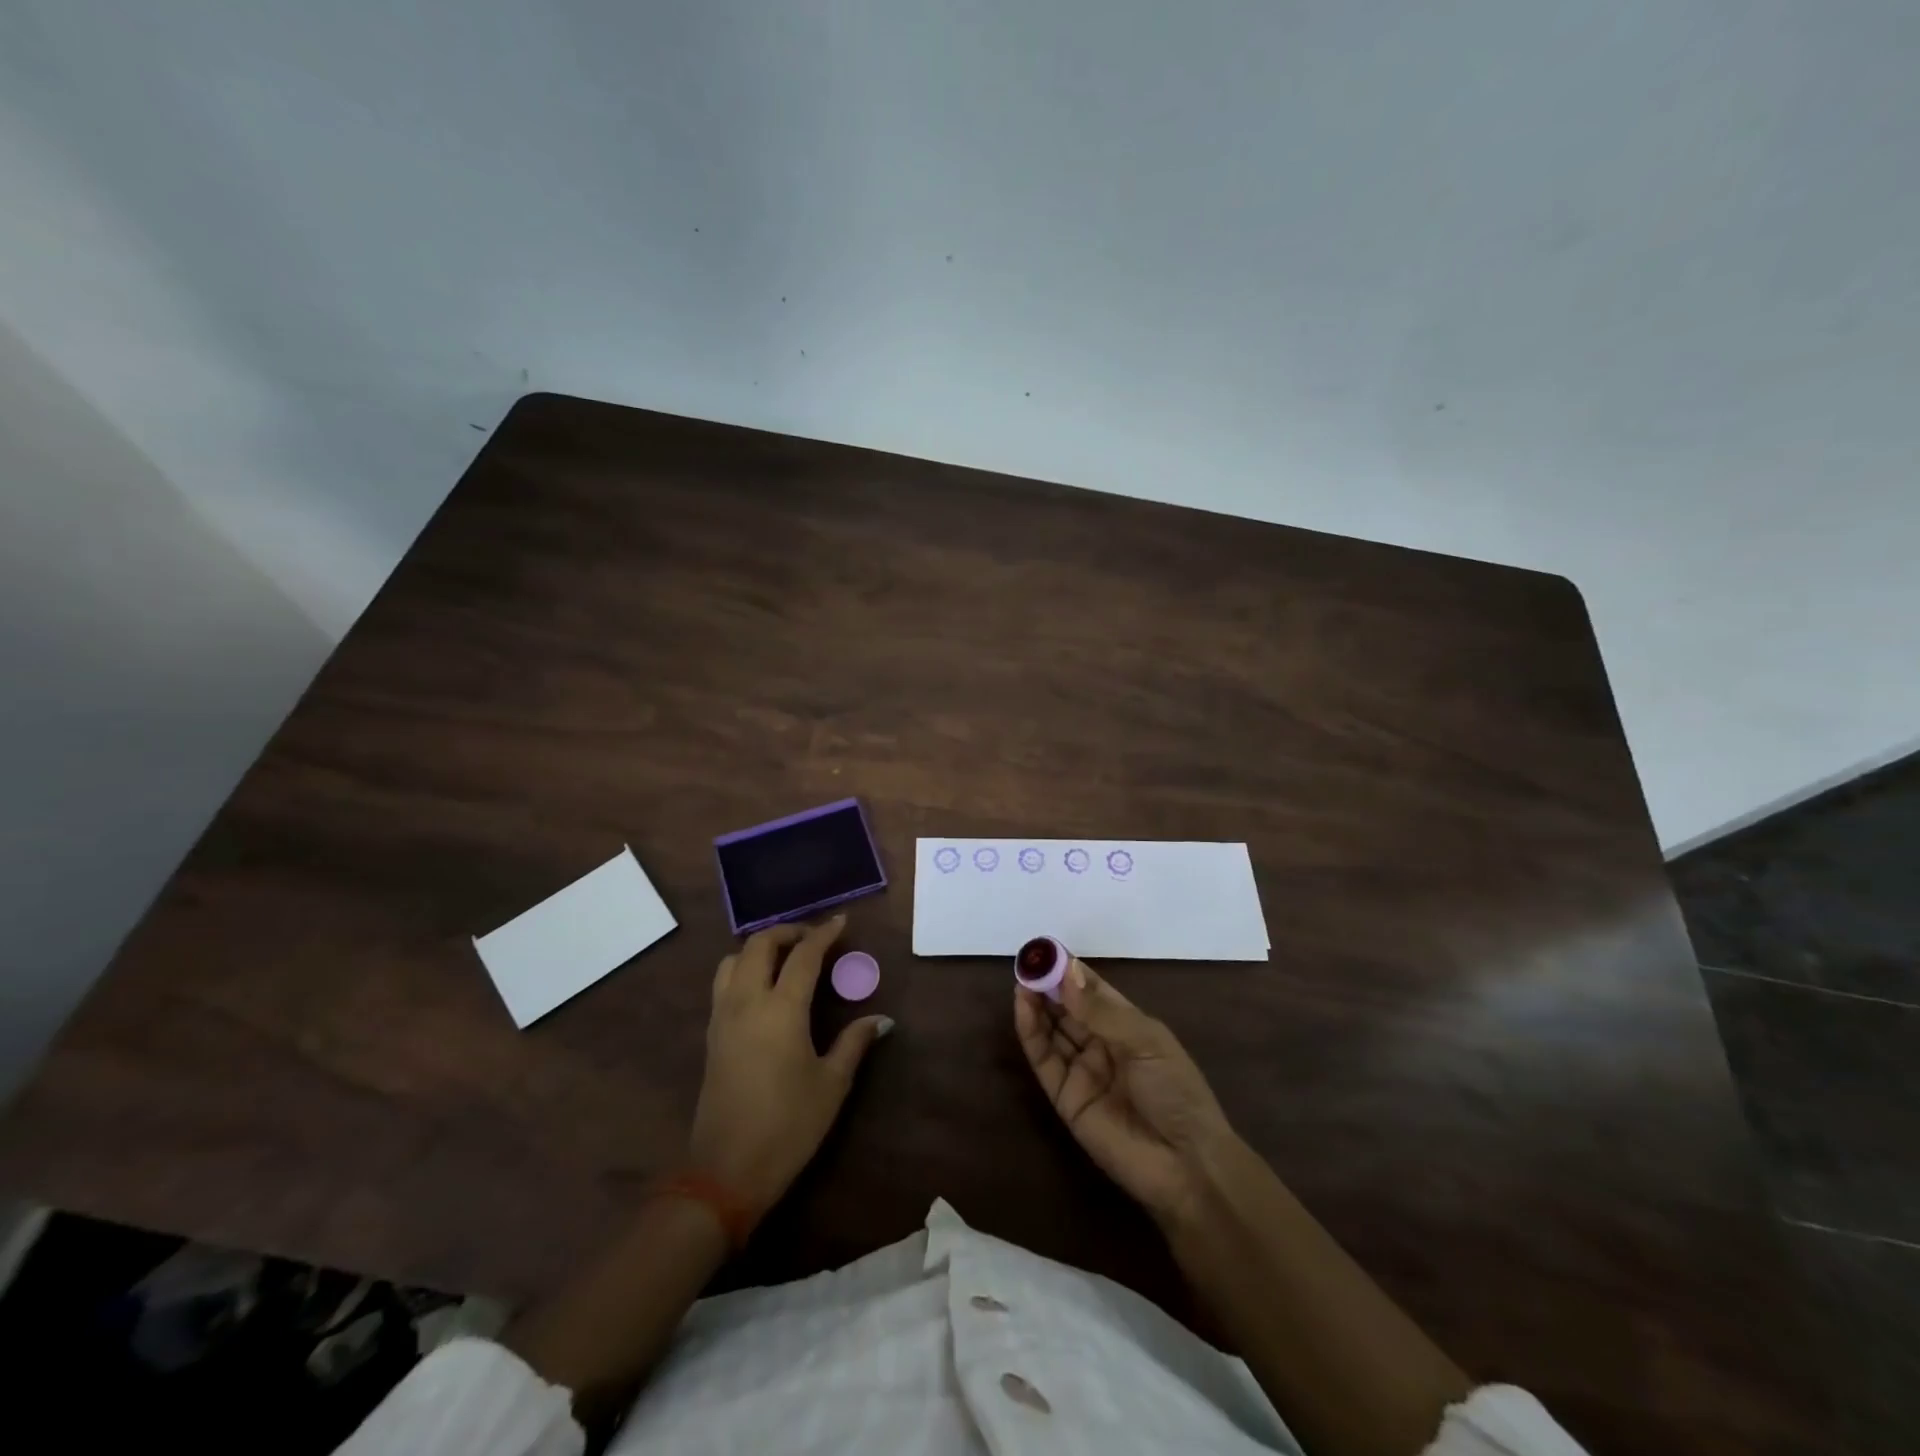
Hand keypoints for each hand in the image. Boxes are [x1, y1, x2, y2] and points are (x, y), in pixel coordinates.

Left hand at [688, 917, 891, 1223]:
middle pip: (759, 945)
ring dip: (759, 948)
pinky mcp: (711, 1035)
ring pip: (732, 960)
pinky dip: (743, 969)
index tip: (840, 921)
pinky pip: (723, 983)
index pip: (803, 956)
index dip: (823, 934)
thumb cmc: (788, 1125)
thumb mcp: (831, 1084)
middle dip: (787, 932)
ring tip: (785, 958)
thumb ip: (854, 1043)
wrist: (726, 1171)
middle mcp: (746, 1002)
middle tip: (813, 939)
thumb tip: (881, 1020)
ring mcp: (722, 1017)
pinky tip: (764, 989)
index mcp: (781, 1009)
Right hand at [1015, 957, 1232, 1225]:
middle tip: (1028, 962)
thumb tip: (1066, 972)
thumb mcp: (1145, 1041)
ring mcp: (1082, 1070)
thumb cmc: (1176, 1091)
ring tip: (1022, 979)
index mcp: (1128, 1026)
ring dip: (1036, 1004)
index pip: (1092, 990)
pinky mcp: (1064, 1097)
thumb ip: (1101, 1010)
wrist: (1184, 1164)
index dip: (1070, 970)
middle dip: (1048, 984)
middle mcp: (1102, 1044)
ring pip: (1052, 1029)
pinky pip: (1044, 1059)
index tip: (1047, 949)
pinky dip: (1031, 1032)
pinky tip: (1023, 1007)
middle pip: (1068, 1007)